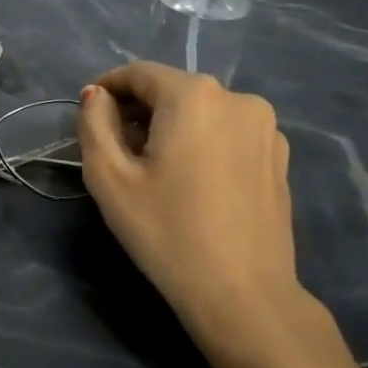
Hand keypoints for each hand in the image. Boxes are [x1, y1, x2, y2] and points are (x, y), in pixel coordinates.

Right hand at [78, 62, 367, 367]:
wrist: (242, 294)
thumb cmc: (166, 232)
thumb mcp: (109, 176)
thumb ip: (94, 122)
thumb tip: (95, 95)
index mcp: (194, 96)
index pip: (139, 73)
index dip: (107, 88)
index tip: (88, 114)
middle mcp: (237, 98)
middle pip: (172, 90)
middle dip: (139, 110)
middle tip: (115, 149)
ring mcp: (266, 127)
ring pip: (202, 111)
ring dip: (171, 127)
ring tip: (154, 169)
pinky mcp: (279, 157)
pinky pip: (227, 133)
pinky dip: (202, 142)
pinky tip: (191, 181)